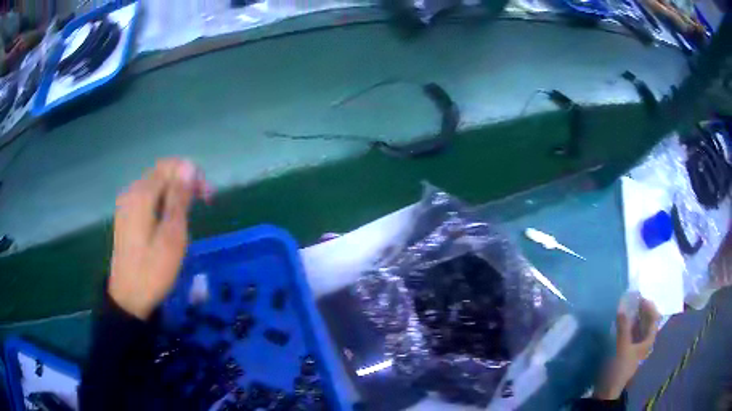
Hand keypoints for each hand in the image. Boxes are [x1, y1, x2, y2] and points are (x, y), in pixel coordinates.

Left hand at [108, 159, 209, 319]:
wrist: (128, 298)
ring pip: (156, 185)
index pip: (170, 166)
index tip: (208, 196)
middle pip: (162, 173)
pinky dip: (164, 200)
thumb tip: (189, 167)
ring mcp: (127, 204)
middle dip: (185, 181)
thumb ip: (179, 199)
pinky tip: (172, 218)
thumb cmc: (153, 270)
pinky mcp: (127, 216)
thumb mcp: (172, 236)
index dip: (192, 174)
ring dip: (176, 191)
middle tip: (205, 202)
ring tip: (191, 212)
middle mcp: (132, 192)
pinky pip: (149, 197)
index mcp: (141, 194)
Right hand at [594, 298, 660, 399]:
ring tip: (625, 307)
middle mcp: (645, 341)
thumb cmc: (619, 368)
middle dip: (641, 310)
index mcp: (648, 340)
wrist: (608, 389)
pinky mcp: (626, 350)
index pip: (654, 318)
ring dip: (633, 317)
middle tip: (631, 299)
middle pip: (647, 321)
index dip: (649, 306)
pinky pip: (630, 332)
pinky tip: (620, 321)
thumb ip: (623, 326)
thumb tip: (622, 305)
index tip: (639, 298)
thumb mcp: (622, 347)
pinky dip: (627, 325)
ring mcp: (635, 346)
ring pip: (638, 326)